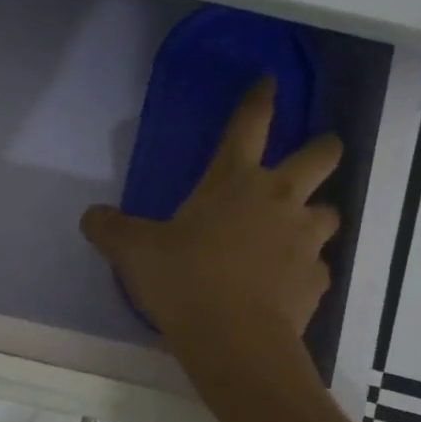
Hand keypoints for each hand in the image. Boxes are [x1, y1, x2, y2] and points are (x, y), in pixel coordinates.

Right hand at [81, 78, 340, 350]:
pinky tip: (287, 284)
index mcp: (234, 180)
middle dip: (324, 148)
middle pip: (321, 157)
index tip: (270, 81)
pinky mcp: (316, 281)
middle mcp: (278, 200)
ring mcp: (304, 240)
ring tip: (298, 230)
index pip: (250, 124)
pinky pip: (318, 266)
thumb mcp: (134, 252)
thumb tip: (91, 217)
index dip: (260, 98)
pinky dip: (305, 269)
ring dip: (316, 215)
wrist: (234, 340)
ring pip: (329, 213)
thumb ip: (110, 229)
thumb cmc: (185, 281)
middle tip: (321, 151)